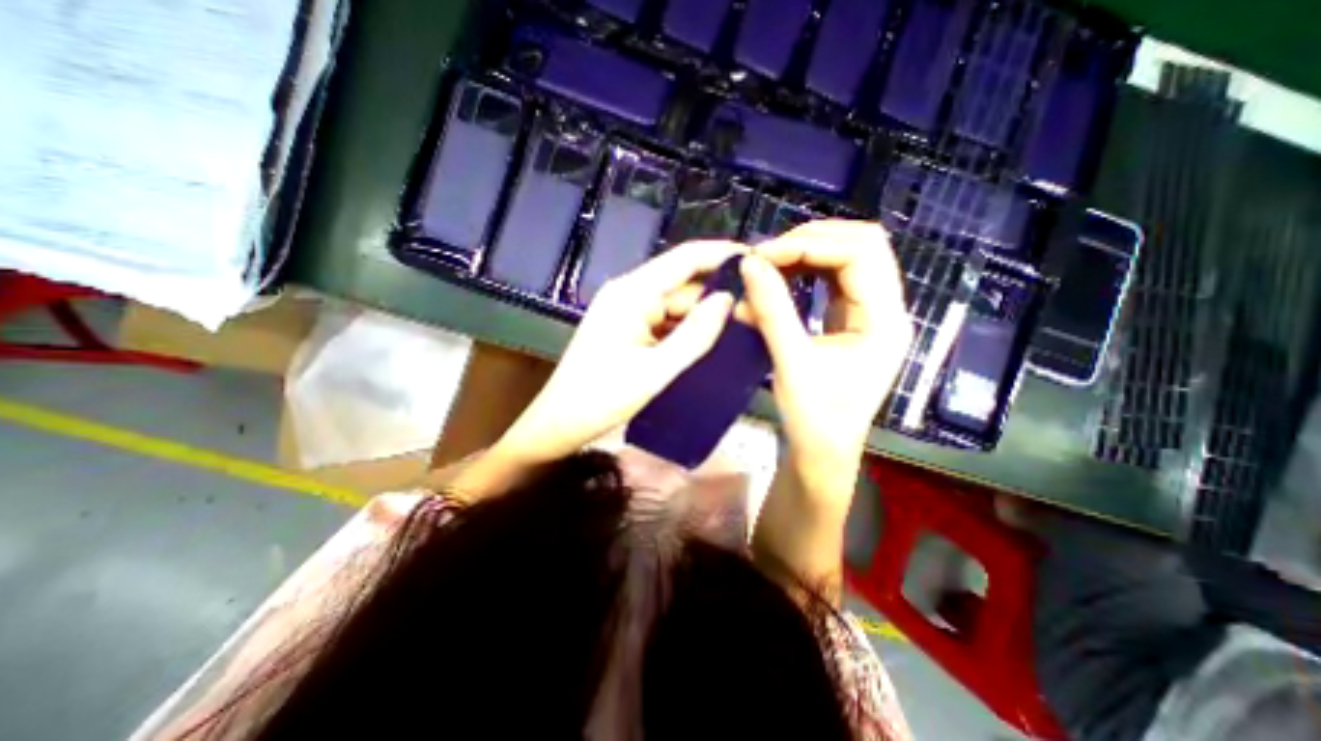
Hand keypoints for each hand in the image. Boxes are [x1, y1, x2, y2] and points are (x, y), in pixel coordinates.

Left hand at [492, 240, 739, 465]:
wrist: (558, 425)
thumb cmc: (601, 399)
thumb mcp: (656, 370)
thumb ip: (695, 335)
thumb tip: (729, 300)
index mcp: (632, 293)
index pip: (685, 259)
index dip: (722, 255)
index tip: (760, 261)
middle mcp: (629, 292)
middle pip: (683, 284)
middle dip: (718, 295)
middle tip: (759, 311)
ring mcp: (627, 310)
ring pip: (676, 304)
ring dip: (704, 315)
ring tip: (743, 328)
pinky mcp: (627, 328)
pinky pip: (665, 321)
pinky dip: (687, 329)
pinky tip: (710, 342)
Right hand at [739, 218, 915, 496]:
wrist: (823, 451)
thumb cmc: (814, 416)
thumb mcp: (791, 362)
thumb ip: (772, 310)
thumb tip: (749, 263)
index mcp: (884, 320)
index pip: (860, 253)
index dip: (810, 244)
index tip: (763, 256)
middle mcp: (885, 308)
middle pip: (860, 245)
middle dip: (810, 242)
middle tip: (766, 255)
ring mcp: (869, 312)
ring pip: (847, 258)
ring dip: (806, 254)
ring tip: (768, 263)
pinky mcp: (851, 319)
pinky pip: (832, 279)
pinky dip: (804, 271)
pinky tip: (778, 278)